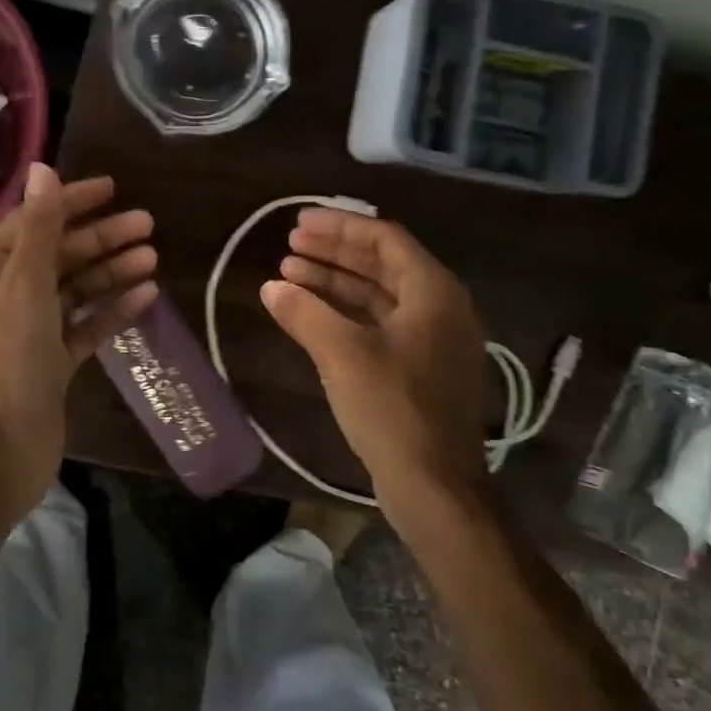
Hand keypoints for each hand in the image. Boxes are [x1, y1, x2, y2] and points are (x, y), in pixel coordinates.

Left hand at [0, 165, 157, 521]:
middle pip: (60, 255)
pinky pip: (86, 325)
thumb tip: (42, 169)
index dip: (71, 202)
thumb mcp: (24, 286)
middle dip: (102, 238)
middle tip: (148, 224)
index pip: (33, 223)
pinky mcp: (53, 362)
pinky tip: (146, 296)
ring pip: (77, 289)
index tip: (113, 188)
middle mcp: (6, 297)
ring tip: (152, 258)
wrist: (1, 451)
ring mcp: (31, 332)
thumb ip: (39, 228)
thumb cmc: (8, 360)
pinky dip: (112, 309)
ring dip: (112, 271)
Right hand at [260, 208, 487, 518]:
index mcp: (433, 292)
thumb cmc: (394, 410)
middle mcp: (439, 307)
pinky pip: (380, 323)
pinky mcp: (420, 368)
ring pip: (378, 295)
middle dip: (334, 252)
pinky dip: (345, 313)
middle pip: (382, 263)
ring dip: (335, 281)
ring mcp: (432, 340)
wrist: (435, 488)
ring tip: (290, 273)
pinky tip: (310, 314)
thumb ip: (305, 313)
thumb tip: (271, 287)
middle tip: (289, 244)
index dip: (339, 226)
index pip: (384, 239)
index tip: (299, 222)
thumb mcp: (343, 355)